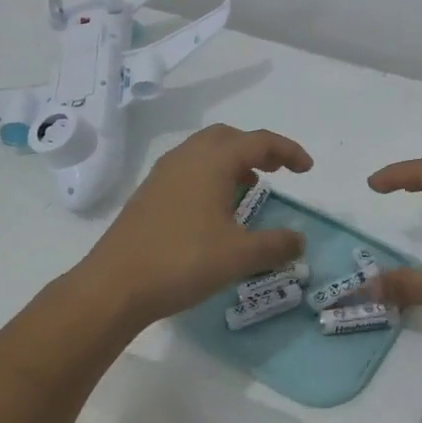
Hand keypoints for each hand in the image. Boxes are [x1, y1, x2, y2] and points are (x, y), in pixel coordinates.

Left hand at [78, 124, 311, 326]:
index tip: (307, 169)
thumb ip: (276, 245)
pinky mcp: (149, 193)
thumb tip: (300, 241)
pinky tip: (215, 206)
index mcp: (213, 162)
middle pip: (229, 137)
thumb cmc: (182, 262)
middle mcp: (188, 157)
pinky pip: (189, 167)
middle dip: (258, 148)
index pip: (259, 141)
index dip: (288, 151)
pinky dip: (211, 173)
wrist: (114, 286)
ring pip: (205, 150)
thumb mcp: (239, 256)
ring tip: (250, 185)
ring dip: (233, 159)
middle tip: (279, 170)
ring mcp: (163, 174)